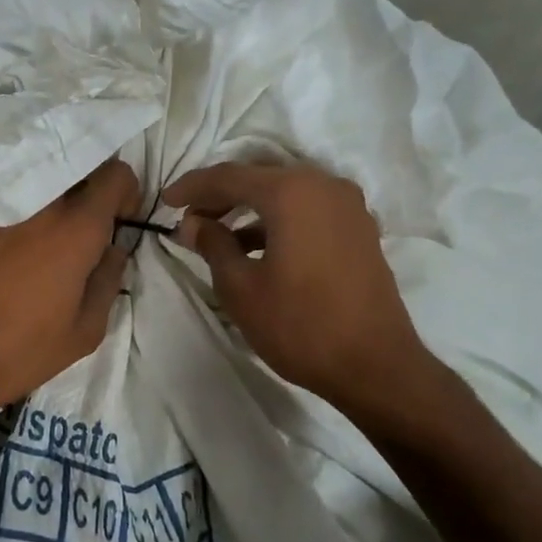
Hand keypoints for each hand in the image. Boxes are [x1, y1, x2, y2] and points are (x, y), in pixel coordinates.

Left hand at [0, 159, 140, 434]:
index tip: (117, 221)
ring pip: (34, 190)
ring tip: (37, 251)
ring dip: (47, 210)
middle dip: (87, 194)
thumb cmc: (19, 353)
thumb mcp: (84, 332)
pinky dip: (9, 226)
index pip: (114, 173)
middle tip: (82, 234)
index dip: (124, 193)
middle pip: (74, 171)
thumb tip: (112, 251)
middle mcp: (35, 205)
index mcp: (73, 229)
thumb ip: (108, 281)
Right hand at [163, 162, 437, 411]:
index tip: (166, 201)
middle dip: (222, 195)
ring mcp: (348, 206)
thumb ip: (213, 245)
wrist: (375, 366)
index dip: (193, 187)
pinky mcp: (359, 229)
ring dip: (250, 209)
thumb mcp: (241, 288)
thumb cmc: (300, 325)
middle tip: (190, 218)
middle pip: (260, 178)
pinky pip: (309, 210)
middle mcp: (324, 185)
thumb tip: (192, 224)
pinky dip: (279, 220)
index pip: (229, 176)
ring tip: (218, 235)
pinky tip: (257, 247)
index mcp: (292, 192)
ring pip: (286, 193)